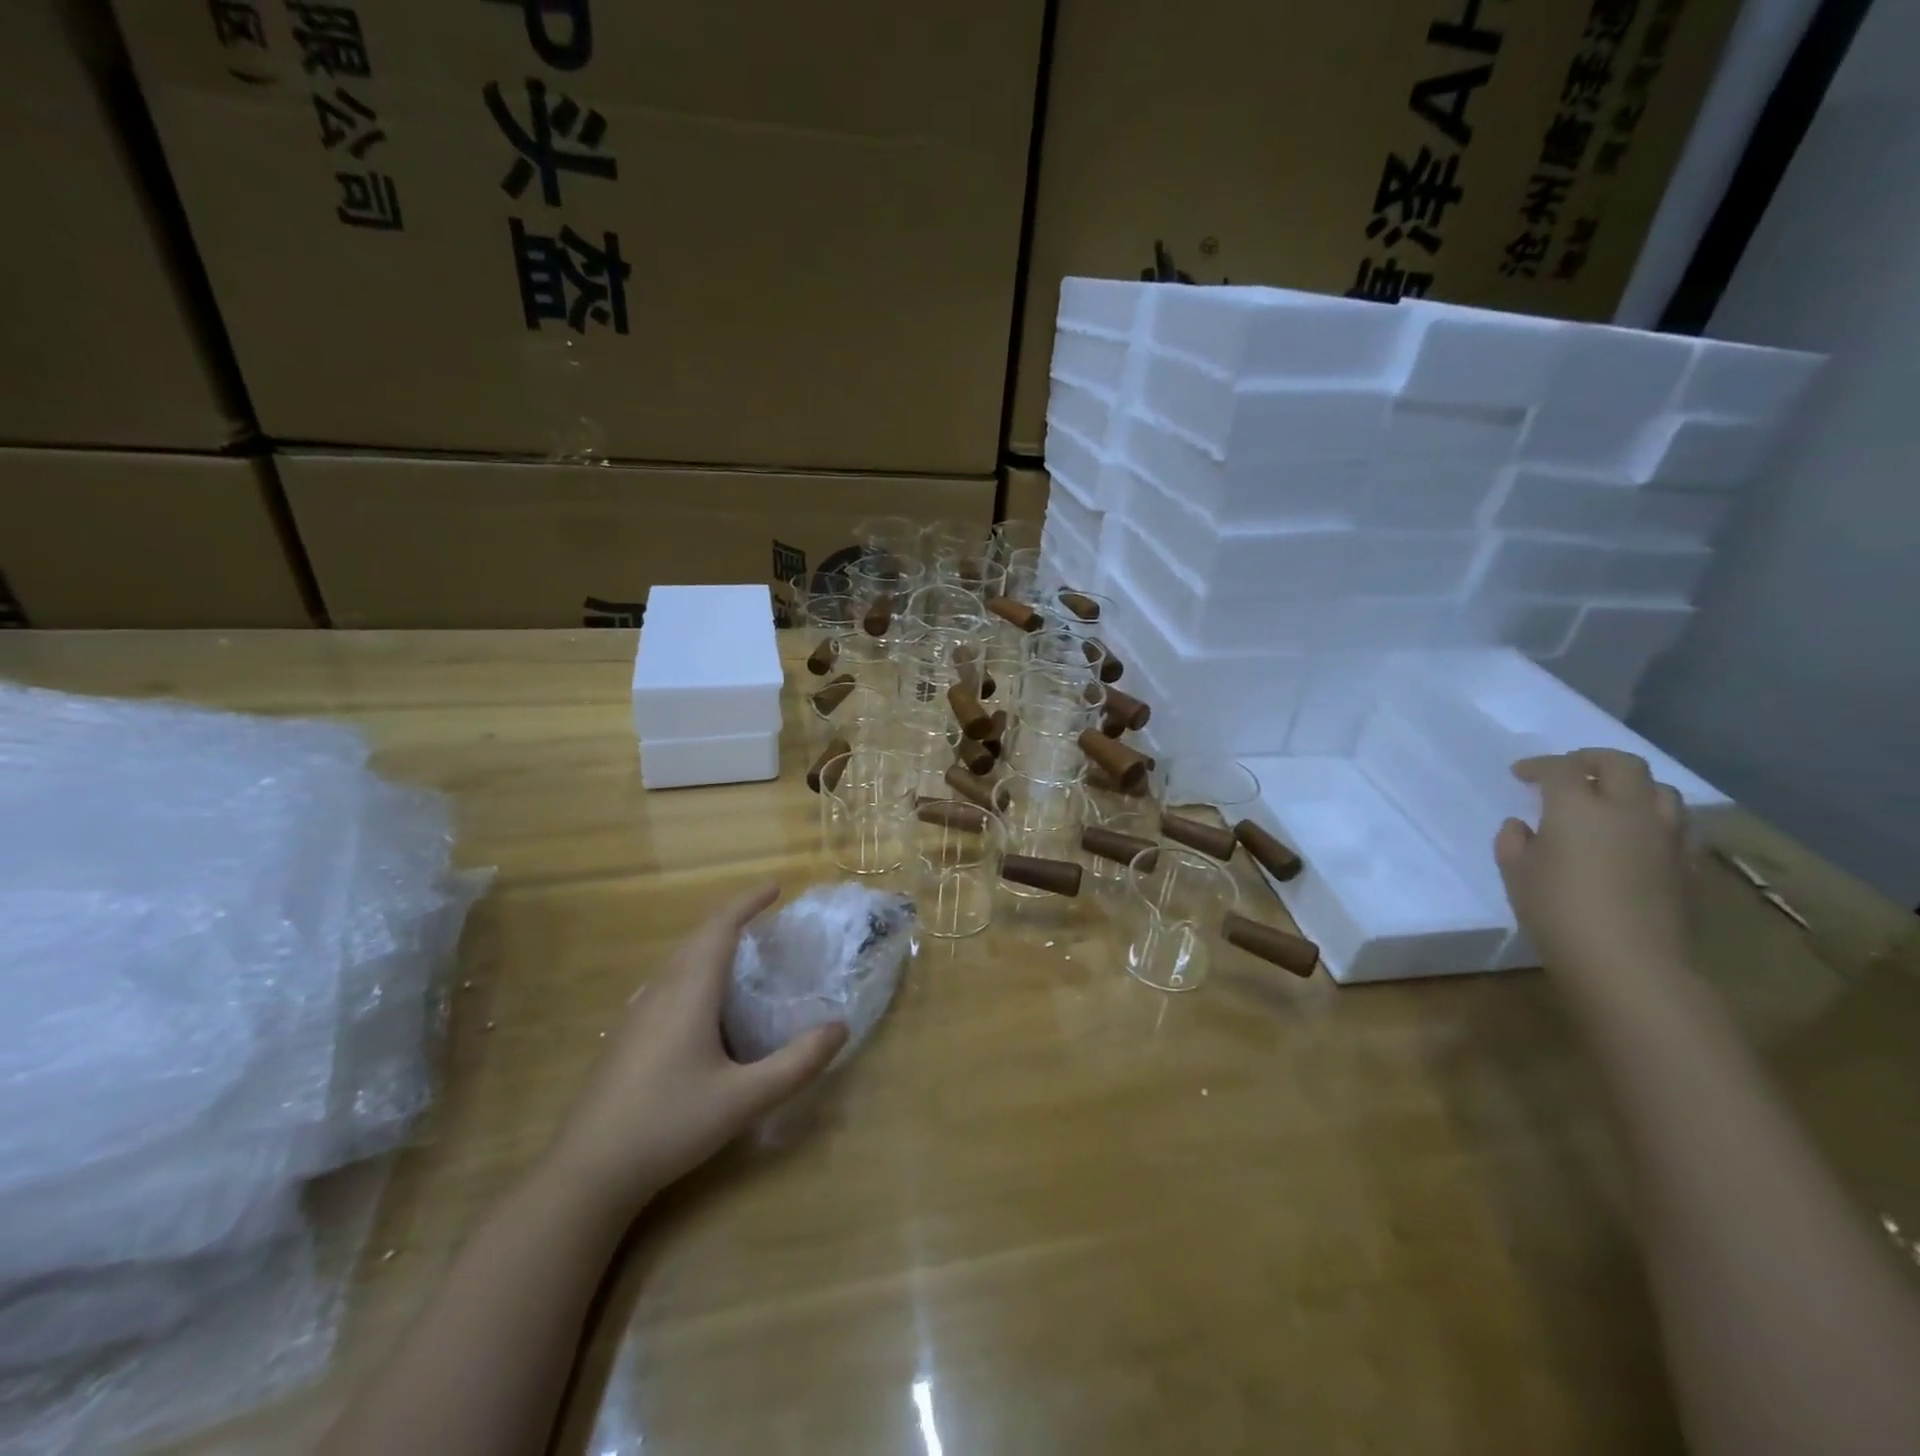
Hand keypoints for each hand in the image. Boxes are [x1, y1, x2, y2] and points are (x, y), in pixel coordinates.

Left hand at [544, 884, 847, 1214]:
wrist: (588, 1172)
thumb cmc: (670, 1125)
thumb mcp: (745, 1099)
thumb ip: (797, 1063)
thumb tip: (840, 1027)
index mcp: (689, 992)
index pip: (720, 928)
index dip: (747, 902)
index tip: (775, 887)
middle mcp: (660, 991)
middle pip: (697, 939)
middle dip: (732, 920)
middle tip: (765, 919)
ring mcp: (636, 1014)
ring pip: (677, 961)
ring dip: (710, 945)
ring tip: (739, 953)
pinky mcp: (625, 1037)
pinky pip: (666, 983)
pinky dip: (693, 971)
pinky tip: (701, 1004)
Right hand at [1494, 749, 1691, 993]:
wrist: (1630, 963)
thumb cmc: (1558, 912)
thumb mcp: (1516, 875)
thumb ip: (1514, 842)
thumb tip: (1523, 826)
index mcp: (1578, 808)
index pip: (1560, 768)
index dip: (1538, 765)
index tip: (1521, 774)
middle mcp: (1627, 810)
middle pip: (1621, 764)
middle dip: (1592, 760)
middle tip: (1569, 771)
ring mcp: (1665, 836)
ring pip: (1659, 789)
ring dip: (1631, 786)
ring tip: (1609, 799)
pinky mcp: (1688, 863)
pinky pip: (1677, 823)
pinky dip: (1654, 816)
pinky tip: (1638, 834)